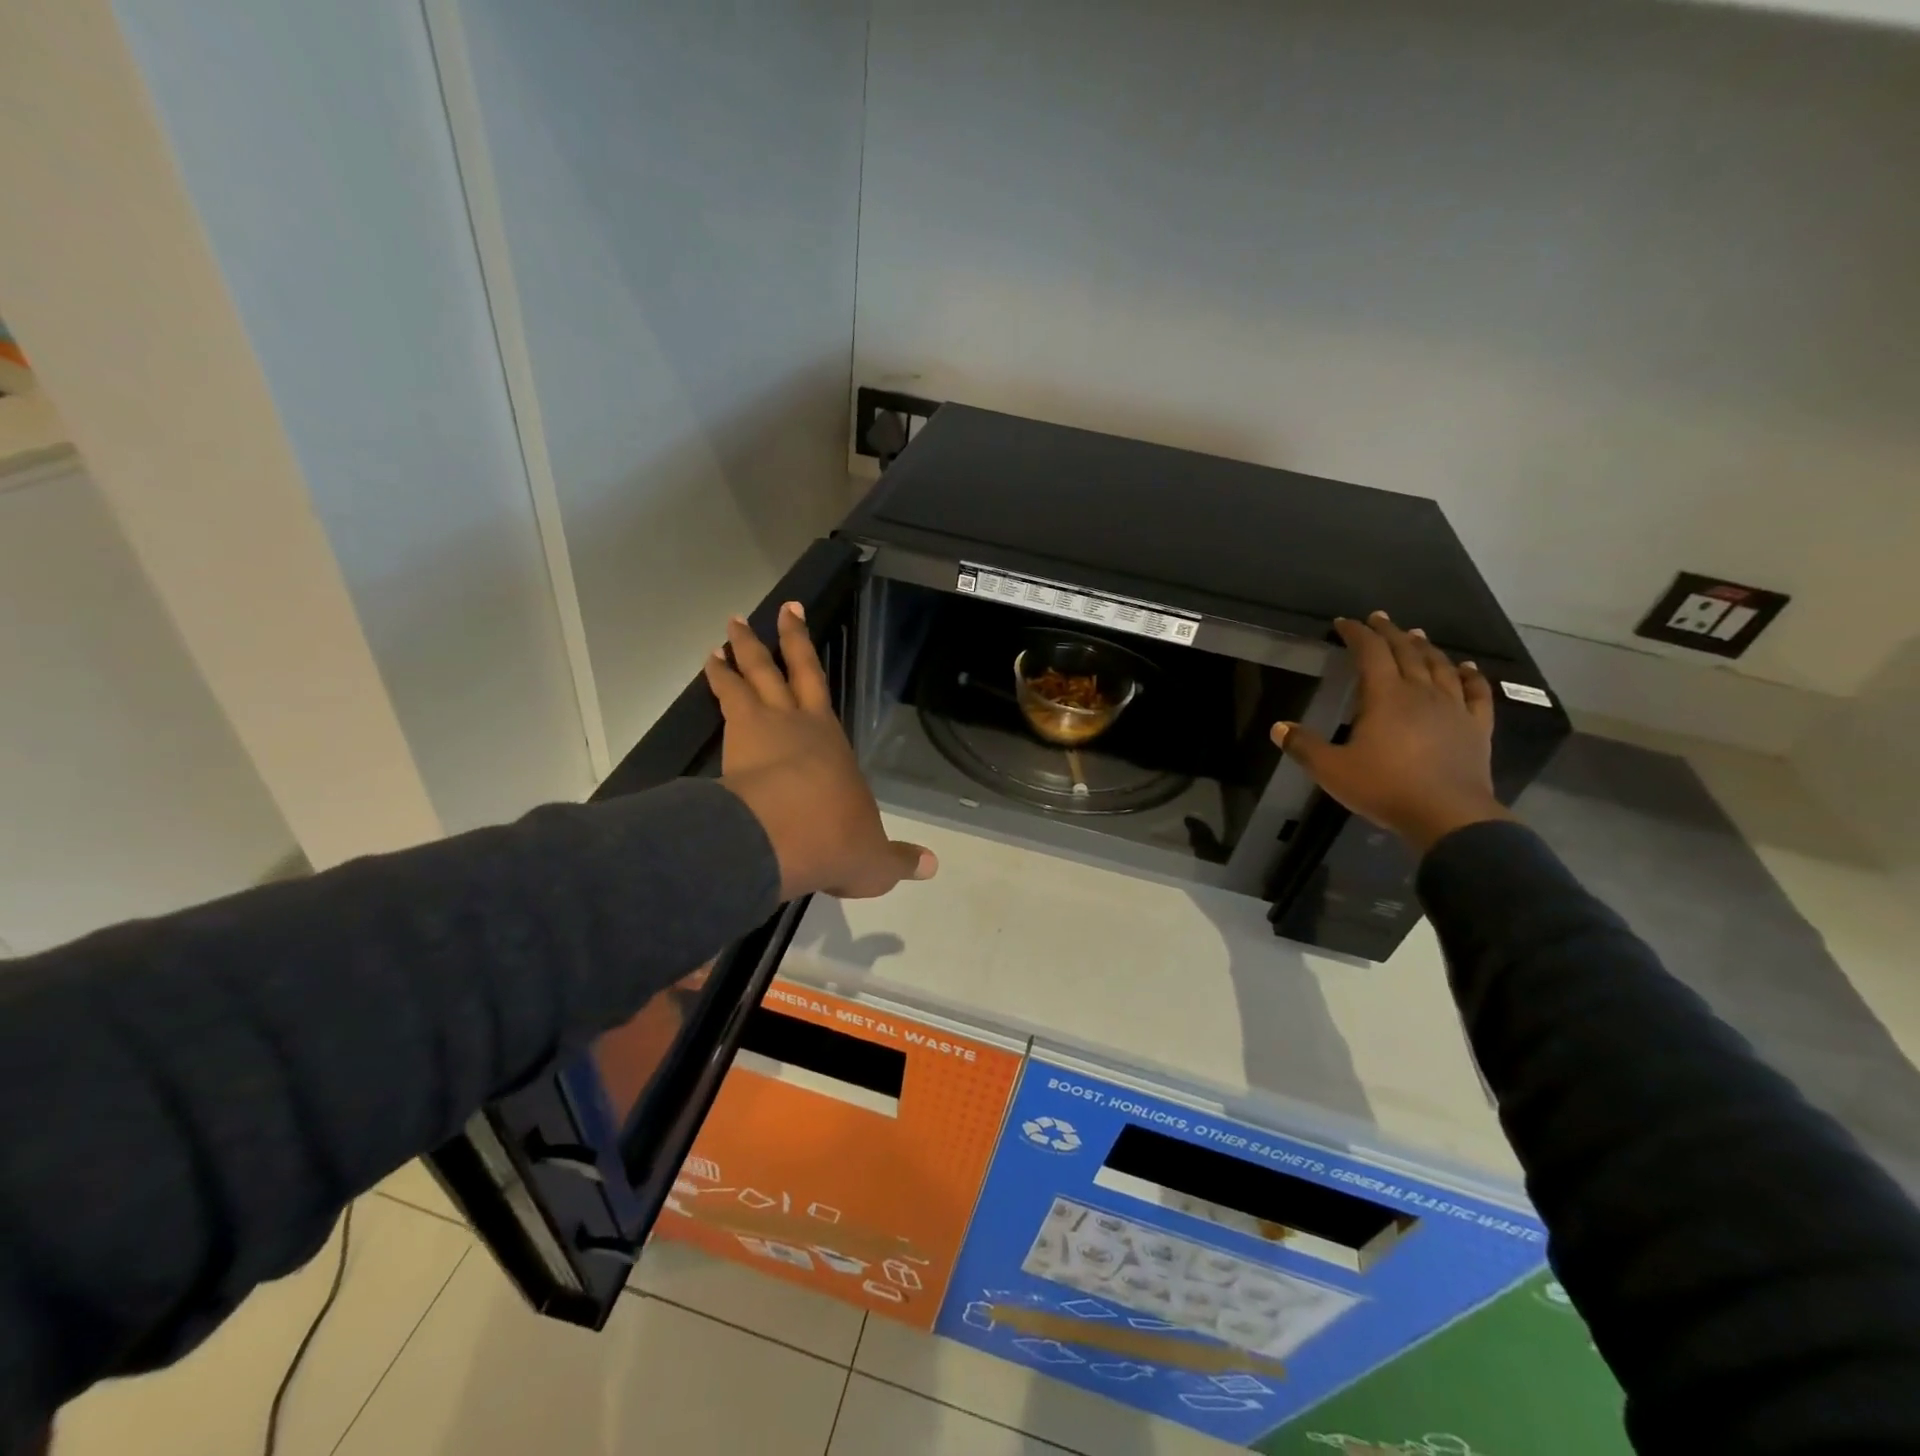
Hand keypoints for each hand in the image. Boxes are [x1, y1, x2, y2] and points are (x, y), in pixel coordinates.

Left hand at [707, 604, 936, 900]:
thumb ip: (900, 859)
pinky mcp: (736, 743)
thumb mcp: (875, 860)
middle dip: (780, 639)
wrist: (787, 840)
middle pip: (786, 670)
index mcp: (832, 742)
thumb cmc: (835, 841)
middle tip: (768, 610)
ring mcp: (764, 729)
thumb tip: (933, 867)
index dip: (806, 650)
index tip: (796, 621)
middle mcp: (799, 724)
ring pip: (749, 679)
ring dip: (739, 655)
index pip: (819, 685)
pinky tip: (707, 669)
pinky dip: (715, 683)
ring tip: (726, 635)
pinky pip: (724, 702)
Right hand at [1273, 611, 1512, 852]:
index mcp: (1385, 696)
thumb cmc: (1385, 788)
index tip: (1343, 623)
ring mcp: (1453, 708)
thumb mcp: (1332, 770)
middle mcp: (1421, 692)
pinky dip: (1471, 676)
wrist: (1448, 816)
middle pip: (1407, 652)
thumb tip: (1278, 727)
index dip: (1356, 634)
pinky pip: (1476, 693)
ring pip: (1440, 666)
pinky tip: (1467, 668)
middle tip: (1379, 619)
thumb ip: (1303, 746)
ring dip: (1426, 648)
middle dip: (1390, 632)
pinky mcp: (1476, 727)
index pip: (1370, 653)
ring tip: (1416, 635)